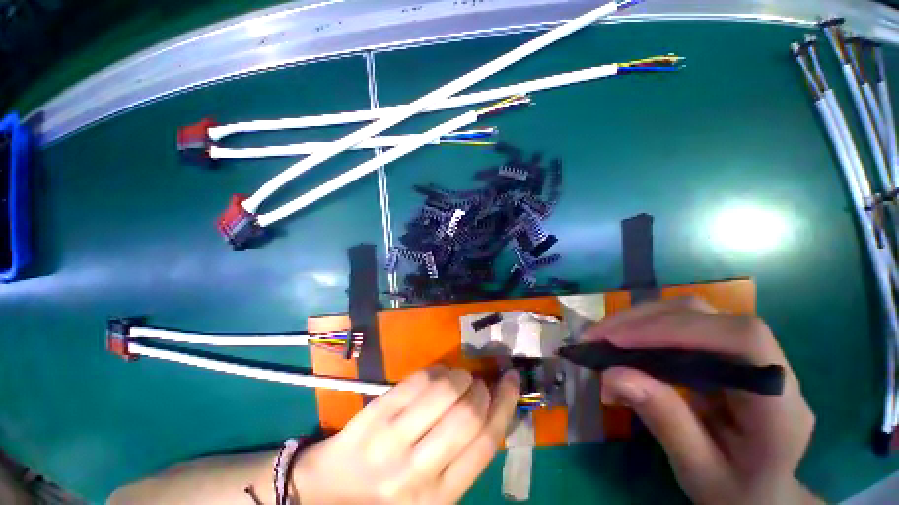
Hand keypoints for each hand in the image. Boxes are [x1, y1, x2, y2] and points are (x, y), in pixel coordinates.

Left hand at [292, 366, 520, 503]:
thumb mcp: (434, 491)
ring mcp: (393, 440)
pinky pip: (417, 380)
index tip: (512, 380)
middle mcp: (420, 471)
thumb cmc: (389, 494)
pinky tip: (436, 376)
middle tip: (479, 383)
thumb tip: (491, 408)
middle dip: (482, 389)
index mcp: (442, 497)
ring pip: (444, 391)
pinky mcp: (377, 414)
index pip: (486, 442)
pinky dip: (435, 371)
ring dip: (459, 376)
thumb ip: (463, 456)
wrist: (332, 492)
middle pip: (469, 415)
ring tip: (458, 378)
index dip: (505, 404)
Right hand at [585, 297, 819, 504]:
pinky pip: (681, 325)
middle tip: (595, 335)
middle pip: (707, 317)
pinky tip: (621, 341)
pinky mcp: (724, 352)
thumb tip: (612, 374)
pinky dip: (644, 328)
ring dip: (639, 320)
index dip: (677, 329)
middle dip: (643, 322)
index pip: (741, 339)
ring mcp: (748, 354)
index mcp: (781, 405)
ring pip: (689, 314)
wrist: (759, 493)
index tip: (618, 341)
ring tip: (601, 336)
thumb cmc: (735, 492)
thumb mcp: (700, 472)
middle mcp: (769, 367)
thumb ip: (666, 422)